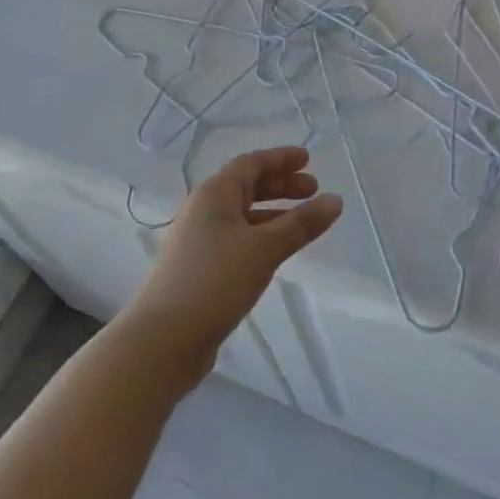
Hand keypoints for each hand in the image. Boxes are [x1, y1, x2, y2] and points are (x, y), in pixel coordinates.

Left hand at [125, 147, 341, 377]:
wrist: (163, 340)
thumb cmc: (215, 282)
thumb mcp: (265, 248)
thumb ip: (302, 224)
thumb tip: (336, 200)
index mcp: (214, 194)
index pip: (251, 163)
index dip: (280, 158)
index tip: (308, 160)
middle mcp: (204, 210)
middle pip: (246, 186)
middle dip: (281, 185)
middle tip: (313, 190)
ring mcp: (200, 240)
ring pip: (243, 214)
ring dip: (274, 212)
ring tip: (303, 223)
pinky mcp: (201, 267)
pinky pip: (238, 238)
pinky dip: (262, 235)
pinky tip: (277, 252)